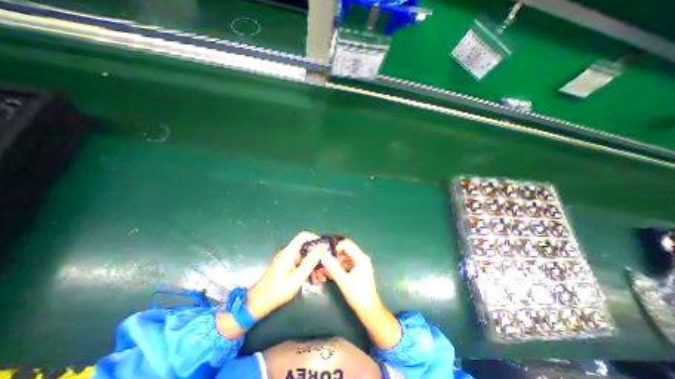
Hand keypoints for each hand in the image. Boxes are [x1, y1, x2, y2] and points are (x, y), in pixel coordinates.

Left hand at [247, 232, 329, 318]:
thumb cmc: (277, 291)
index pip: (304, 236)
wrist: (258, 303)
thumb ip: (310, 261)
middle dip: (318, 257)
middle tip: (326, 268)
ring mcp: (288, 260)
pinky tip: (314, 280)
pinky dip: (309, 270)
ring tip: (321, 278)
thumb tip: (323, 247)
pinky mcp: (288, 266)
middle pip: (307, 247)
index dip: (316, 239)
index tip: (326, 249)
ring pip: (306, 257)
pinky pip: (302, 264)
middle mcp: (289, 253)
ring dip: (315, 265)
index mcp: (289, 252)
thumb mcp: (297, 277)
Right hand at [319, 240, 381, 313]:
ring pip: (344, 257)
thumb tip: (323, 255)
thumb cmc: (358, 295)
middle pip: (345, 250)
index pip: (347, 244)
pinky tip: (331, 273)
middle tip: (324, 261)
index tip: (325, 253)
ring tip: (325, 269)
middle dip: (334, 254)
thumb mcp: (343, 281)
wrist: (369, 310)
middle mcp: (361, 258)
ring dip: (335, 261)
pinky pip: (346, 263)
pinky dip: (338, 266)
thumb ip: (333, 267)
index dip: (335, 246)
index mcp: (361, 258)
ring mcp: (360, 263)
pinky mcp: (358, 269)